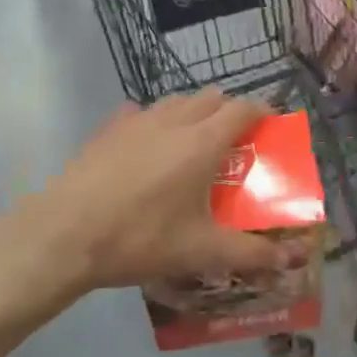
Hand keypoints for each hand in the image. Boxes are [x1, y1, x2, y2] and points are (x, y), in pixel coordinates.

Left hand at [20, 90, 300, 291]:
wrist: (65, 235)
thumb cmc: (141, 238)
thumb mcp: (200, 251)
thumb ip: (250, 253)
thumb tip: (291, 259)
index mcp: (203, 142)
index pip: (243, 109)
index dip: (262, 112)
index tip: (270, 127)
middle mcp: (175, 121)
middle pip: (212, 97)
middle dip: (228, 112)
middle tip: (233, 142)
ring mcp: (138, 120)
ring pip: (177, 101)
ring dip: (193, 113)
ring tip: (192, 144)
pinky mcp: (108, 129)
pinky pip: (140, 113)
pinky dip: (154, 122)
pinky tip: (147, 147)